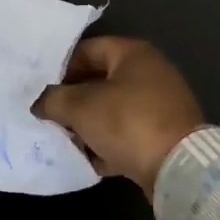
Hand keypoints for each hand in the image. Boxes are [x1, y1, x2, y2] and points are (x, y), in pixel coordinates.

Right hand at [34, 38, 205, 196]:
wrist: (180, 169)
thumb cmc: (127, 123)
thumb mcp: (81, 108)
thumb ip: (53, 100)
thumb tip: (40, 102)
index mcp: (132, 53)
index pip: (87, 50)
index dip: (61, 68)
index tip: (43, 90)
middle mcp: (150, 71)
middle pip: (99, 80)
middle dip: (74, 100)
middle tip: (51, 116)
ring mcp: (161, 103)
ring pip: (113, 108)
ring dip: (89, 124)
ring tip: (67, 140)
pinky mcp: (166, 133)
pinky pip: (128, 131)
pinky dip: (110, 143)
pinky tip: (91, 160)